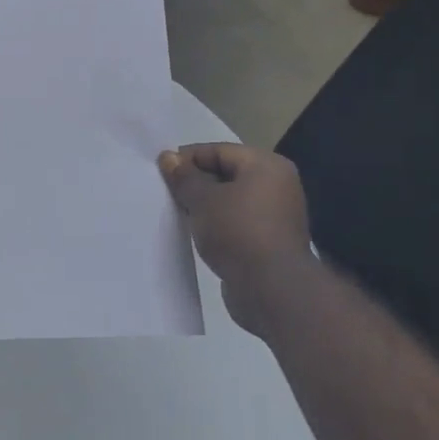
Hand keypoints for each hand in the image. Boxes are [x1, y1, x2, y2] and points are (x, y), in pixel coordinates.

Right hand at [159, 143, 311, 331]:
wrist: (272, 289)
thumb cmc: (238, 231)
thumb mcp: (202, 199)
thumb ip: (184, 177)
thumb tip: (168, 157)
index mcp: (267, 166)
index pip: (219, 150)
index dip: (188, 158)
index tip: (161, 171)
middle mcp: (277, 186)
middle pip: (226, 174)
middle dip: (195, 182)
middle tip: (167, 192)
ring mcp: (276, 216)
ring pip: (230, 201)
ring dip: (205, 206)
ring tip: (178, 213)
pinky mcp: (269, 242)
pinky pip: (236, 223)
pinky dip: (217, 225)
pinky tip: (196, 233)